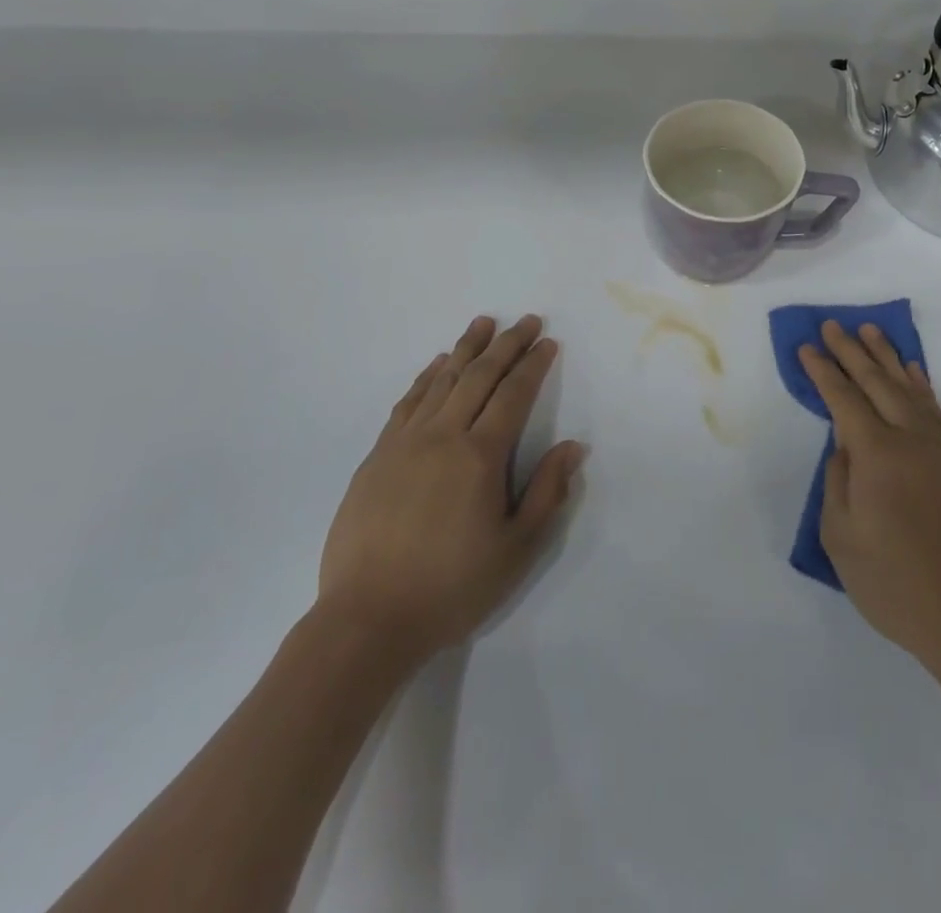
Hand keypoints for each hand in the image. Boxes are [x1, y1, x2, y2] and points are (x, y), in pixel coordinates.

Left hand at [318, 315, 585, 664]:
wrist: (367, 619)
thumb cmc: (452, 587)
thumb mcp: (516, 549)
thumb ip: (547, 493)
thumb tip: (573, 446)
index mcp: (480, 456)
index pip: (513, 394)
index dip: (533, 364)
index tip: (547, 342)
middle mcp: (443, 436)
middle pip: (478, 375)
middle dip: (506, 344)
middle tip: (526, 320)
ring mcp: (404, 442)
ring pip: (441, 380)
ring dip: (466, 348)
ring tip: (483, 323)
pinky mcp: (377, 456)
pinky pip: (408, 402)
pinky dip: (426, 377)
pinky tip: (437, 365)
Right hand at [800, 321, 940, 674]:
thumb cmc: (893, 582)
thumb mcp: (841, 536)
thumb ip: (837, 480)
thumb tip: (843, 446)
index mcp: (877, 454)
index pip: (844, 399)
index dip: (823, 371)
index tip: (807, 347)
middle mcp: (910, 439)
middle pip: (876, 382)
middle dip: (851, 351)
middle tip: (832, 325)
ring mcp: (938, 448)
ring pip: (908, 387)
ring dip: (886, 357)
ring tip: (869, 331)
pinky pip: (934, 407)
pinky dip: (920, 383)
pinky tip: (912, 371)